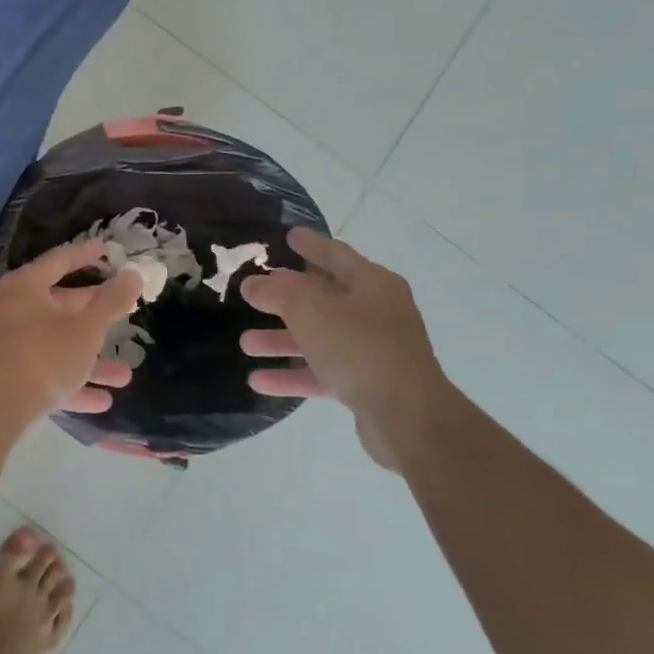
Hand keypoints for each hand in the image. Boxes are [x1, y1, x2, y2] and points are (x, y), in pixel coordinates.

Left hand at [0, 241, 141, 418]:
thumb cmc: (41, 357)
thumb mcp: (86, 329)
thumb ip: (112, 302)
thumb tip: (133, 275)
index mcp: (23, 287)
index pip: (59, 261)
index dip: (85, 254)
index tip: (106, 249)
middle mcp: (6, 310)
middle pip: (56, 306)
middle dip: (94, 318)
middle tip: (122, 314)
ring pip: (52, 347)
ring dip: (89, 361)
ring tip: (124, 376)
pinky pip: (40, 374)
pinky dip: (69, 383)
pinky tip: (101, 401)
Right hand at [238, 227, 452, 469]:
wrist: (407, 417)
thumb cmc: (360, 349)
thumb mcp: (310, 312)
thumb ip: (276, 294)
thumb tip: (251, 284)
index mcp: (373, 284)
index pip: (336, 254)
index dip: (311, 244)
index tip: (289, 235)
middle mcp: (376, 313)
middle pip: (324, 298)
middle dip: (286, 298)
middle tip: (255, 292)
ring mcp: (373, 350)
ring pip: (319, 338)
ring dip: (282, 340)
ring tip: (245, 343)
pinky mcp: (366, 385)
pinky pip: (322, 372)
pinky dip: (293, 374)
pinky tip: (258, 380)